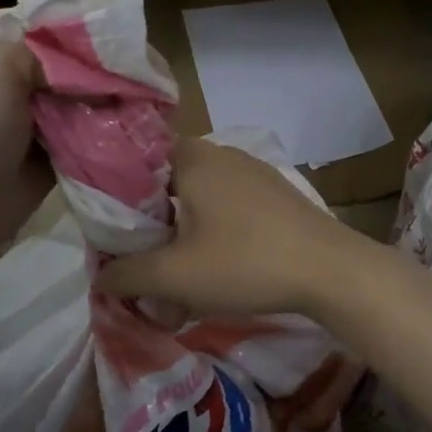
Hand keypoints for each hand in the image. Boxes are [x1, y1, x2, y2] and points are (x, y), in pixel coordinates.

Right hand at [96, 137, 365, 317]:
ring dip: (182, 230)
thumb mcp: (176, 276)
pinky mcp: (274, 193)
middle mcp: (220, 153)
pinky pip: (227, 205)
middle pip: (166, 182)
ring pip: (198, 196)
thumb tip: (101, 277)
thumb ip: (128, 274)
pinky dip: (212, 230)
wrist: (331, 271)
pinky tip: (217, 264)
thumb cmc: (245, 263)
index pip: (137, 161)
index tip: (111, 232)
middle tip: (142, 258)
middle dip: (151, 222)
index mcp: (191, 158)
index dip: (118, 196)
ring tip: (177, 270)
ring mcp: (252, 170)